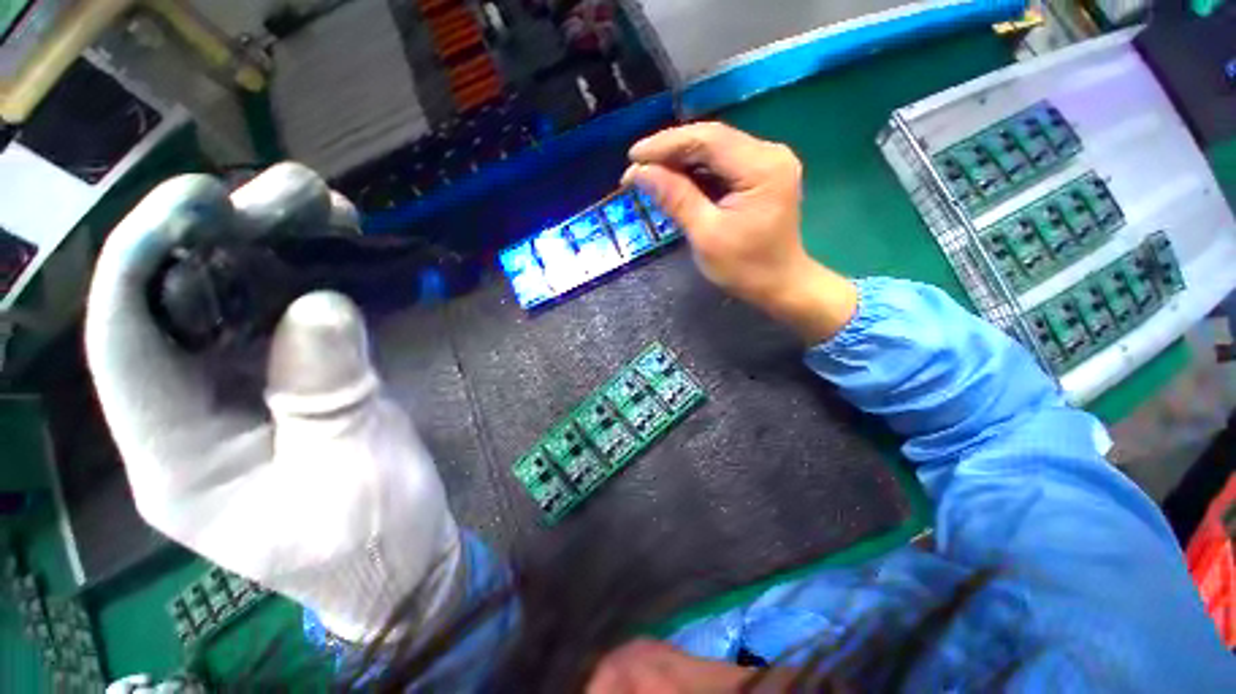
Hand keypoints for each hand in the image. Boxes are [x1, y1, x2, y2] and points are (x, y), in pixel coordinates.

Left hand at [85, 165, 461, 642]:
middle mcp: (191, 414)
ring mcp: (243, 394)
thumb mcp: (352, 472)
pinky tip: (338, 252)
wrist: (402, 555)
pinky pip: (286, 315)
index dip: (145, 258)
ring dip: (273, 246)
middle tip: (290, 193)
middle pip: (178, 305)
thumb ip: (329, 394)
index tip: (199, 196)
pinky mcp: (290, 383)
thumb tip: (320, 304)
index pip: (126, 345)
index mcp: (179, 458)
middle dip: (224, 234)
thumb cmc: (373, 536)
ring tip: (323, 209)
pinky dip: (310, 276)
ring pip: (233, 301)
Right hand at [623, 122, 857, 343]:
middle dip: (670, 152)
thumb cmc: (745, 268)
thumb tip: (640, 173)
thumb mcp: (706, 235)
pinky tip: (675, 180)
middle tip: (637, 168)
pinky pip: (723, 163)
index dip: (666, 144)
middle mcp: (769, 153)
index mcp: (761, 167)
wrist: (781, 284)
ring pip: (715, 149)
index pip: (707, 139)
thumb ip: (676, 199)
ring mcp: (768, 162)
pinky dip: (696, 171)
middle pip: (711, 139)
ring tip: (650, 174)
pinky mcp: (762, 173)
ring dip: (681, 160)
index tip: (633, 157)